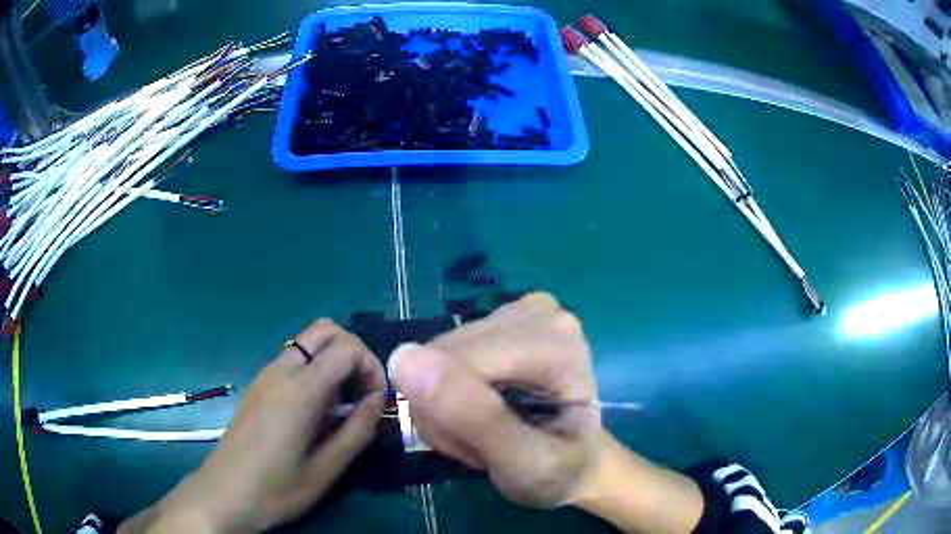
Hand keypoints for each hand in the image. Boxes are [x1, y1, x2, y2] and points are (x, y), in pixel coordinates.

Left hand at [121, 320, 386, 532]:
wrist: (224, 494)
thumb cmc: (276, 489)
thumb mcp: (326, 470)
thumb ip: (357, 431)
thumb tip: (377, 401)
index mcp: (299, 390)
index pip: (346, 347)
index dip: (372, 366)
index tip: (376, 400)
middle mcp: (281, 370)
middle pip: (325, 329)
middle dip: (354, 352)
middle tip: (363, 391)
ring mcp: (265, 375)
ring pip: (308, 342)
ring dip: (333, 360)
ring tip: (341, 405)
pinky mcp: (258, 386)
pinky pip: (293, 360)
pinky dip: (315, 370)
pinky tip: (316, 410)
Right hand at [390, 293, 601, 507]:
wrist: (577, 464)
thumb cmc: (562, 470)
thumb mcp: (526, 464)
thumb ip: (474, 418)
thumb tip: (404, 358)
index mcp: (554, 339)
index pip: (458, 361)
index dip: (450, 414)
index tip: (483, 451)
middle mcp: (534, 311)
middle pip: (443, 354)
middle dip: (448, 411)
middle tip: (484, 445)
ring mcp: (513, 311)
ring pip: (433, 356)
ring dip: (444, 408)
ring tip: (486, 433)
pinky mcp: (492, 321)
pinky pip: (438, 356)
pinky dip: (445, 395)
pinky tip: (479, 411)